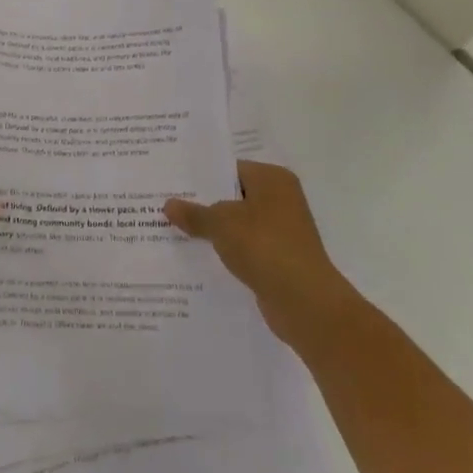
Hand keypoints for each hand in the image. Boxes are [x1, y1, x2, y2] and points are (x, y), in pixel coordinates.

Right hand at [164, 160, 353, 346]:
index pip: (230, 169)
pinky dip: (227, 251)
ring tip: (175, 231)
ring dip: (214, 230)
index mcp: (272, 179)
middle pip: (233, 196)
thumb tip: (168, 205)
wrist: (306, 303)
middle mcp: (281, 200)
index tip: (172, 182)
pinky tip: (199, 257)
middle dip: (203, 204)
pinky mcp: (280, 259)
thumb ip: (194, 213)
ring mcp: (282, 231)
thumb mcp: (221, 224)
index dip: (200, 176)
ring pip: (238, 224)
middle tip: (166, 205)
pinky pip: (245, 248)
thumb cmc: (265, 247)